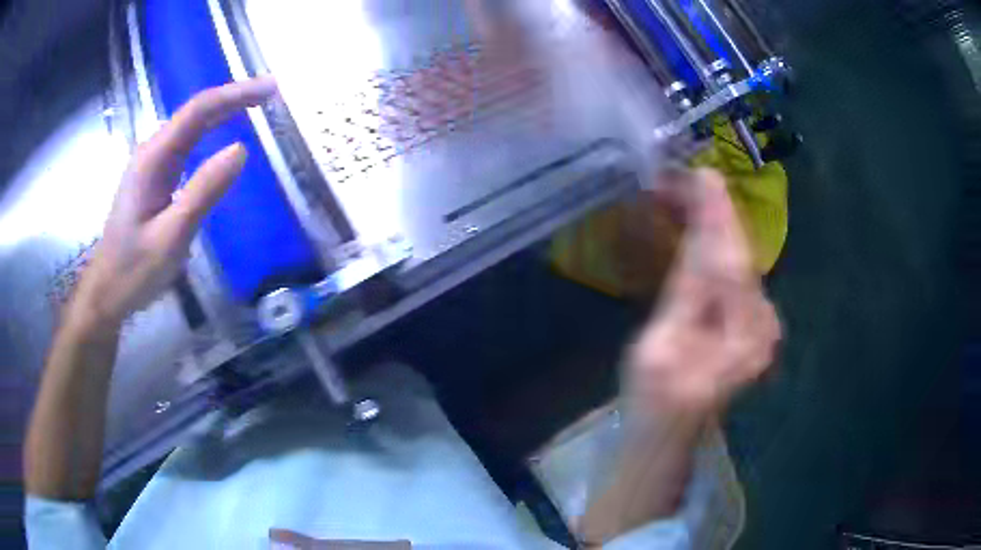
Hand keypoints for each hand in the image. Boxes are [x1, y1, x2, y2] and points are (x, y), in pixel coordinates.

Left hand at [73, 77, 276, 325]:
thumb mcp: (172, 237)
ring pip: (191, 127)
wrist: (106, 292)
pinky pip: (186, 146)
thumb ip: (204, 192)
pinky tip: (223, 135)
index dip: (235, 94)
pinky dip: (210, 133)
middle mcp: (152, 153)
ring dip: (223, 112)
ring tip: (255, 106)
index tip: (270, 89)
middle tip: (270, 94)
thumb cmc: (134, 270)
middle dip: (233, 98)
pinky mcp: (154, 180)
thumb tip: (241, 149)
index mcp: (153, 159)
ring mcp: (152, 166)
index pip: (198, 111)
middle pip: (195, 113)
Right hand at [628, 169, 780, 415]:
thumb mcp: (661, 347)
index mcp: (742, 335)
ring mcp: (760, 321)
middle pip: (739, 254)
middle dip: (713, 212)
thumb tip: (700, 236)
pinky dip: (714, 243)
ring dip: (712, 223)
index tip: (700, 173)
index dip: (716, 215)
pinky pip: (734, 270)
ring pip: (738, 257)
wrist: (669, 428)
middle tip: (678, 179)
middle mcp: (762, 322)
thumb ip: (686, 292)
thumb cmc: (654, 397)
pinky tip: (696, 225)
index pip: (732, 259)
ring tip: (681, 193)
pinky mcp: (750, 318)